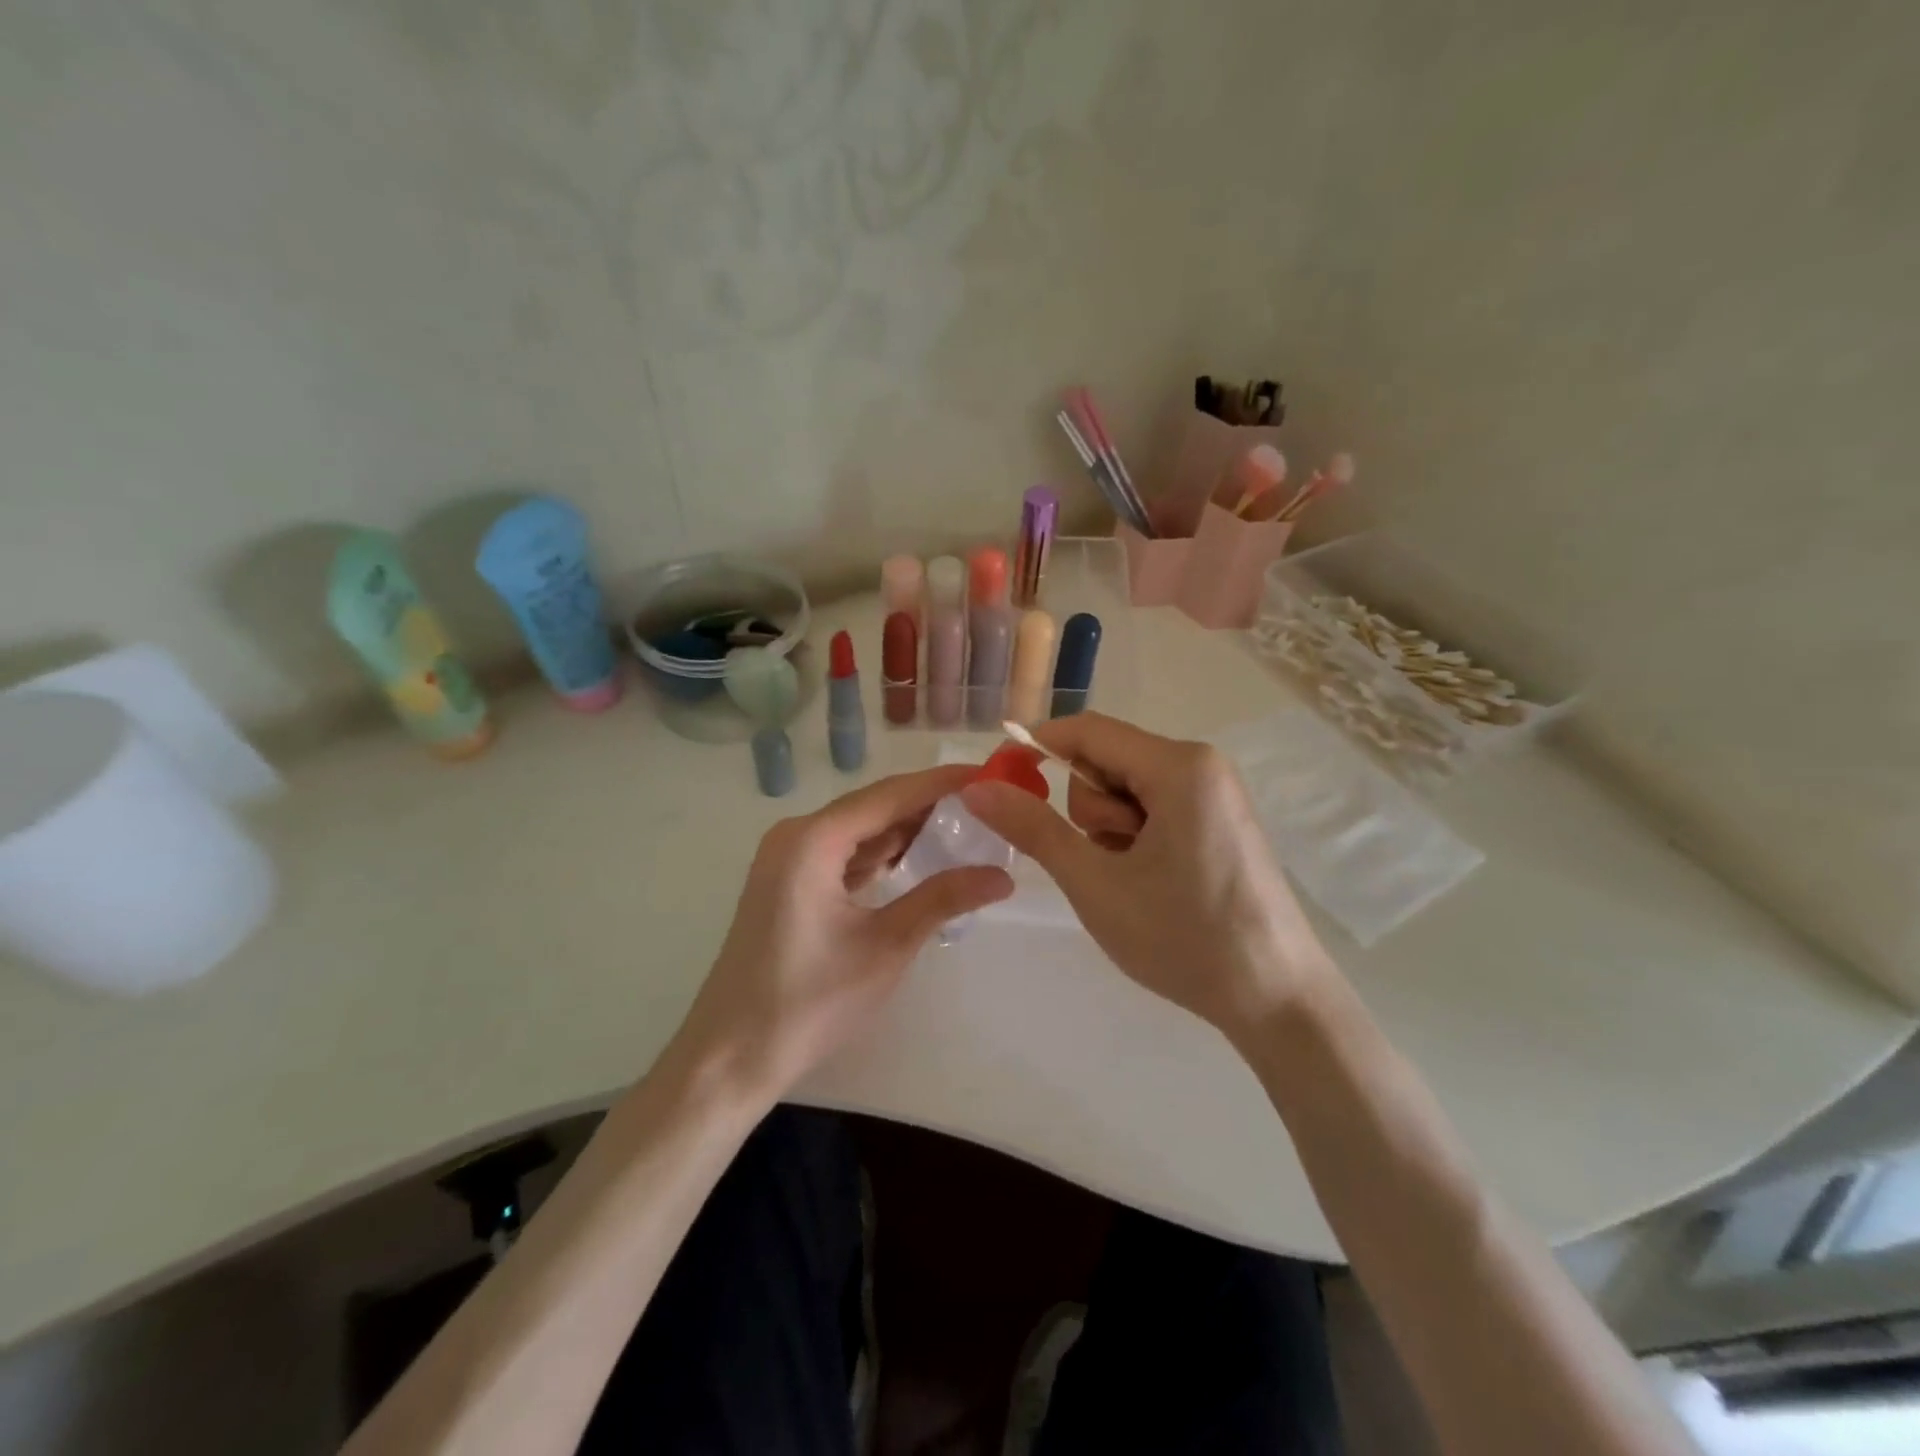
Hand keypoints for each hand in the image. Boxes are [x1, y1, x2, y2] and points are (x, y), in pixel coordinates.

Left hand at [673, 767, 1014, 1104]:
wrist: (731, 1057)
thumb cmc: (809, 1002)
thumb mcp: (885, 947)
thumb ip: (943, 899)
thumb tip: (1003, 876)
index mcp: (812, 840)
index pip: (890, 795)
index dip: (941, 783)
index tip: (989, 775)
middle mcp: (796, 836)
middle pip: (874, 807)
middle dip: (928, 805)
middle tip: (986, 805)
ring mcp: (788, 859)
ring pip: (859, 830)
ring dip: (906, 830)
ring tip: (965, 828)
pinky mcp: (788, 883)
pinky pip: (843, 853)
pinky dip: (881, 854)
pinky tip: (919, 859)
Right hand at [963, 713, 1334, 1040]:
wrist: (1277, 999)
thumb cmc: (1183, 937)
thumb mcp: (1094, 883)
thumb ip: (1033, 828)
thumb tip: (977, 787)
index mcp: (1178, 765)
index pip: (1088, 731)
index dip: (1038, 747)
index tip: (1002, 781)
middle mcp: (1201, 764)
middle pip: (1108, 761)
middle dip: (1091, 810)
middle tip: (1108, 864)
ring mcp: (1215, 792)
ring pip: (1127, 789)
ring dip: (1113, 831)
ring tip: (1137, 881)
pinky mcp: (1220, 820)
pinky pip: (1155, 808)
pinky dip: (1137, 839)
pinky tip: (1158, 884)